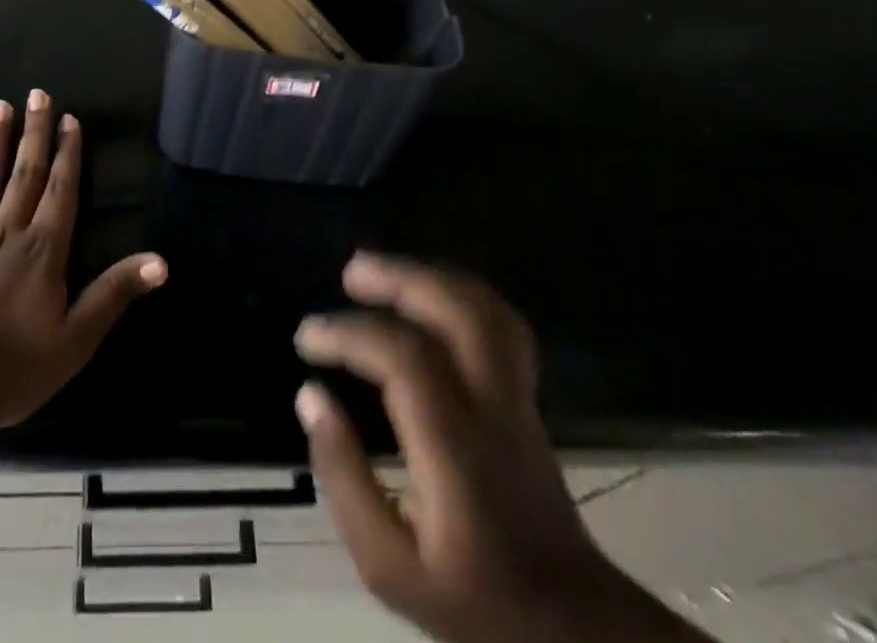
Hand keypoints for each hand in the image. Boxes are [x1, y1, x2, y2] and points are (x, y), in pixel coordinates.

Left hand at [0, 90, 166, 436]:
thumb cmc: (10, 370)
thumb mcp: (75, 340)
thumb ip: (114, 293)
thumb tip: (161, 261)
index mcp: (43, 250)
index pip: (61, 190)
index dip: (67, 153)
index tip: (69, 119)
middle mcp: (7, 230)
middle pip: (25, 172)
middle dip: (34, 131)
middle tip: (38, 93)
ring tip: (1, 106)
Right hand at [295, 254, 707, 642]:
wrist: (570, 626)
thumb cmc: (472, 599)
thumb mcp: (388, 566)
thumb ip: (343, 478)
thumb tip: (310, 395)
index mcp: (457, 450)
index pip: (405, 359)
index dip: (350, 334)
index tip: (307, 339)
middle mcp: (493, 409)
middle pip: (457, 313)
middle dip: (400, 278)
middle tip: (351, 272)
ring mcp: (517, 398)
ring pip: (485, 309)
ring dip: (431, 275)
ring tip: (384, 269)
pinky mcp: (526, 396)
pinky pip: (500, 323)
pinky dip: (460, 292)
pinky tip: (428, 293)